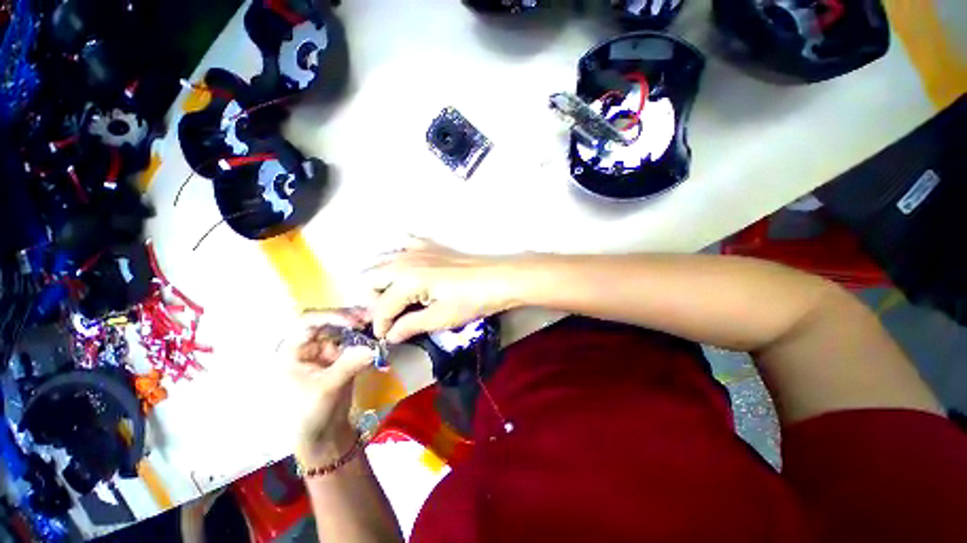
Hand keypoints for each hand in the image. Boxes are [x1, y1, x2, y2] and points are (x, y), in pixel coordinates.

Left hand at [286, 308, 374, 465]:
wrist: (323, 435)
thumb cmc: (311, 414)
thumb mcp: (327, 388)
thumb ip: (349, 364)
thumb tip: (374, 346)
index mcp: (292, 351)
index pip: (307, 322)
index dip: (330, 316)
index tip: (354, 322)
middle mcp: (308, 346)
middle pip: (329, 321)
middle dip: (350, 318)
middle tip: (372, 318)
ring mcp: (325, 351)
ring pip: (344, 330)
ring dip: (361, 327)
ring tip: (378, 325)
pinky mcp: (340, 358)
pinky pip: (354, 342)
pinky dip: (367, 340)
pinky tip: (378, 340)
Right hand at [365, 238, 518, 342]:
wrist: (499, 278)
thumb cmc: (472, 300)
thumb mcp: (441, 318)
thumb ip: (410, 325)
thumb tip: (390, 336)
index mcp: (406, 280)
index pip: (382, 307)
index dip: (380, 326)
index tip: (385, 338)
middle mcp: (405, 260)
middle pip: (372, 278)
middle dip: (374, 300)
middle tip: (390, 317)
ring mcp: (417, 248)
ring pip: (383, 260)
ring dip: (381, 279)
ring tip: (394, 297)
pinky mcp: (430, 244)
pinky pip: (403, 244)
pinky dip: (398, 256)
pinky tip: (406, 268)